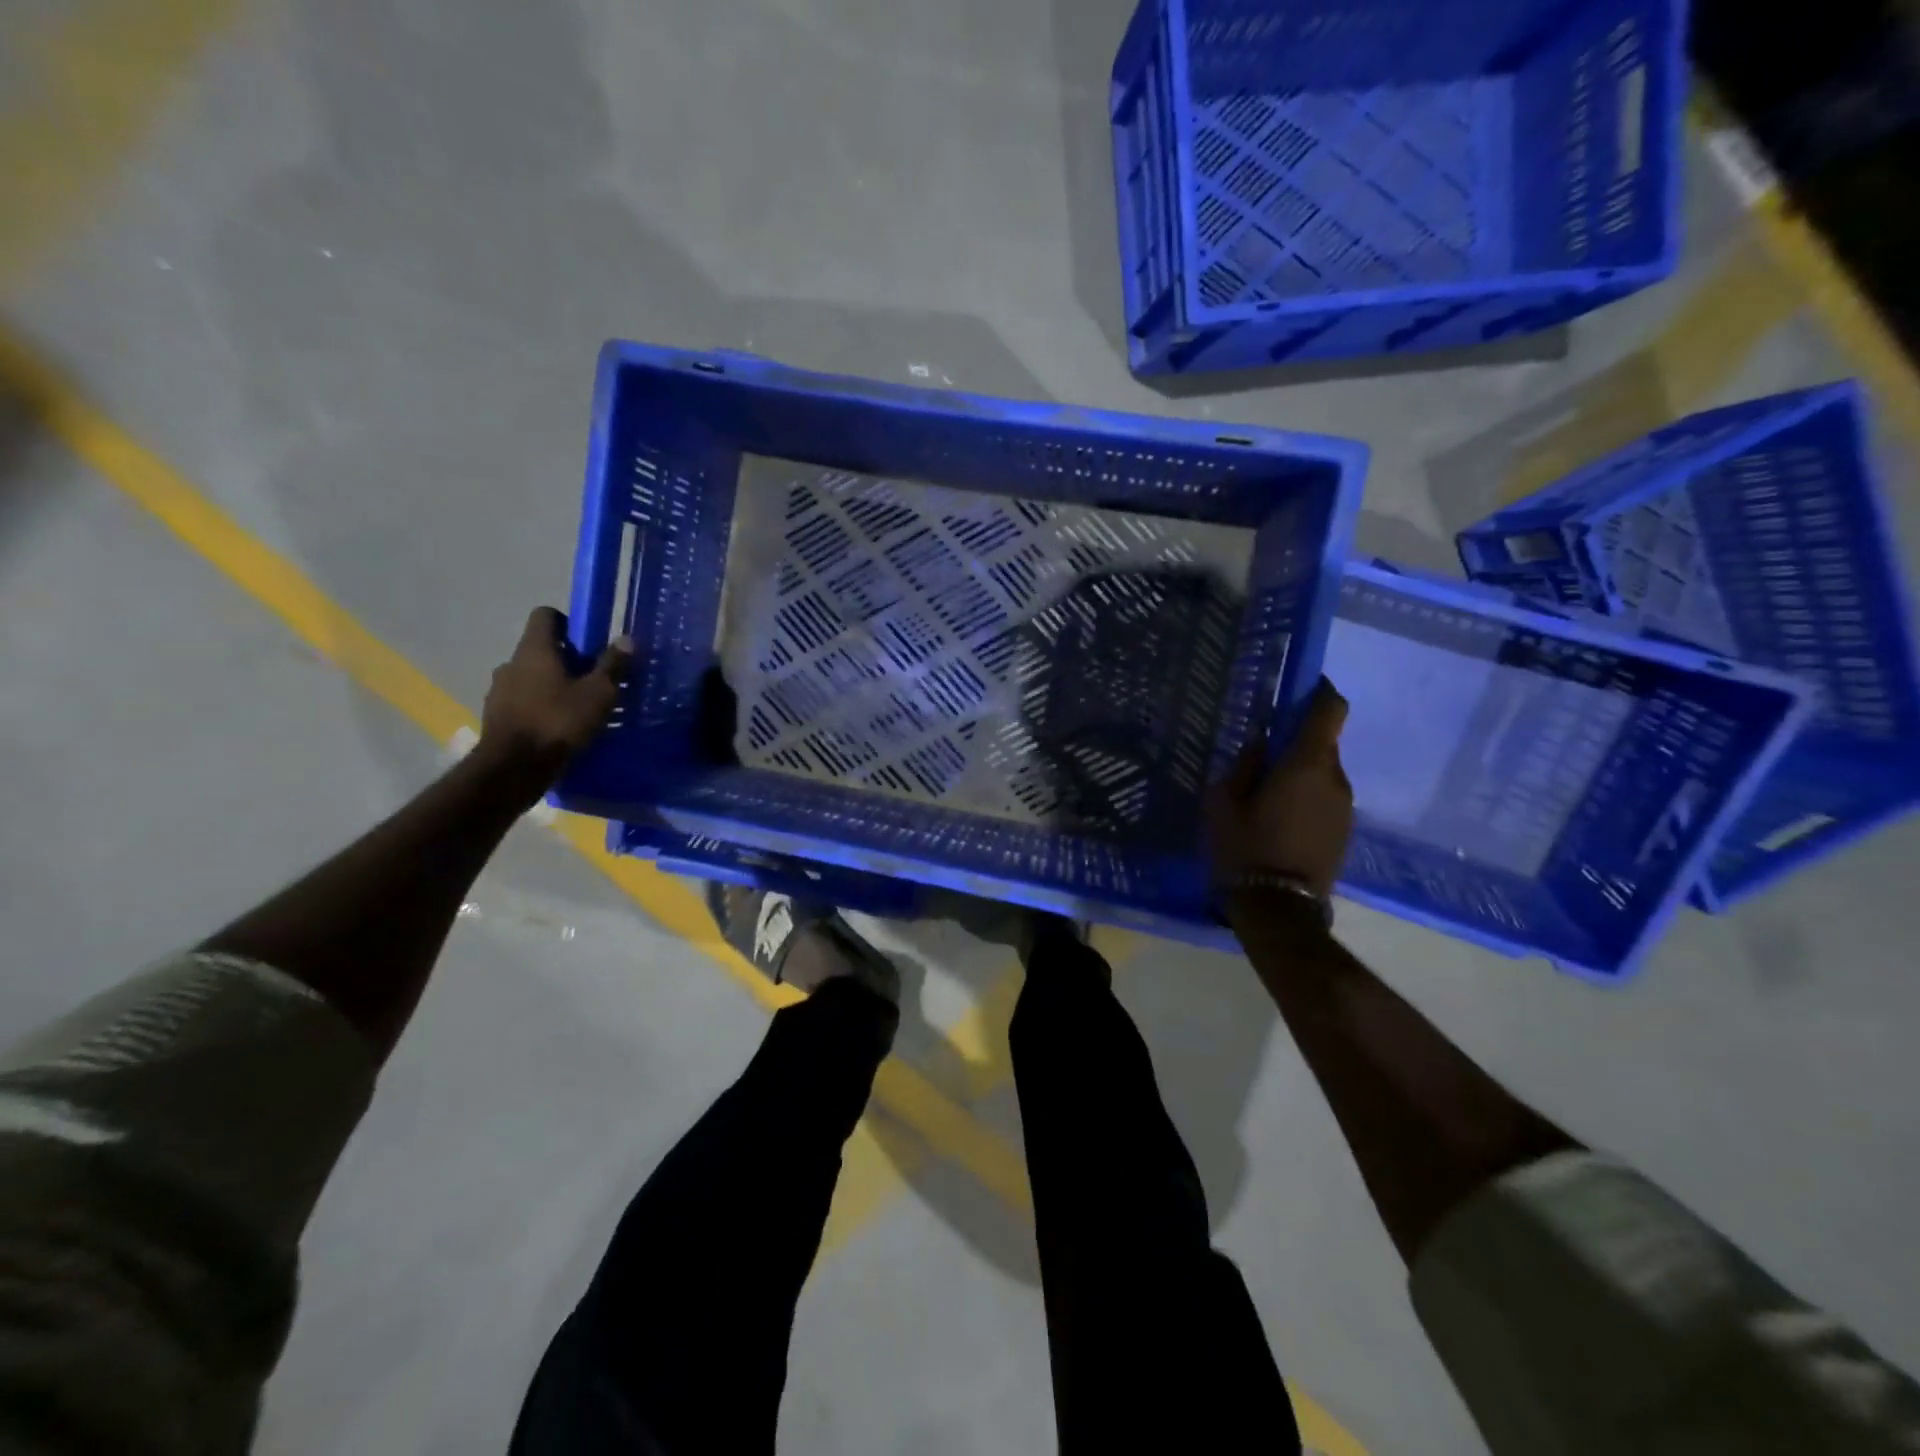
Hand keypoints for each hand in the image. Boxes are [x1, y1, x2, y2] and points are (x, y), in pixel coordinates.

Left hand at [479, 607, 630, 776]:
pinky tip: (559, 727)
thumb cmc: (558, 722)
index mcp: (534, 650)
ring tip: (578, 707)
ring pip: (531, 677)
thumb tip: (627, 639)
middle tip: (593, 679)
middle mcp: (511, 663)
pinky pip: (523, 701)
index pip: (545, 615)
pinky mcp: (496, 716)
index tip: (590, 642)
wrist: (513, 768)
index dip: (568, 622)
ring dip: (553, 685)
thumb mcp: (598, 694)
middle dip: (567, 660)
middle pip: (541, 649)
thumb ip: (612, 665)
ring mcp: (499, 690)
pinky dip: (541, 706)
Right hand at [1207, 678, 1353, 899]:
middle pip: (1324, 743)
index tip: (1300, 687)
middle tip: (1260, 755)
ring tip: (1265, 793)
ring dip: (1300, 772)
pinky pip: (1325, 798)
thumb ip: (1243, 765)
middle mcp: (1336, 779)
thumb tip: (1258, 741)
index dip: (1320, 691)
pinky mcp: (1345, 831)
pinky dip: (1306, 796)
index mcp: (1307, 764)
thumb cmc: (1245, 848)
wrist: (1279, 911)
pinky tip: (1278, 818)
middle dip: (1296, 741)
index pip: (1330, 710)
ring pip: (1323, 773)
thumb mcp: (1224, 802)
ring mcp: (1346, 808)